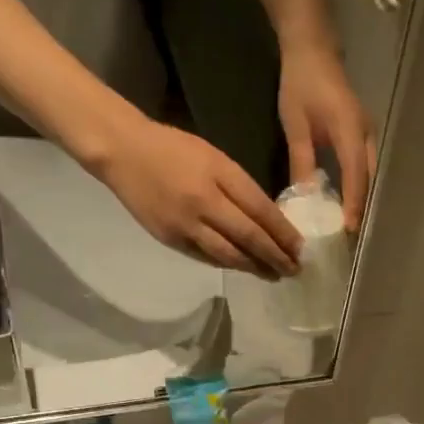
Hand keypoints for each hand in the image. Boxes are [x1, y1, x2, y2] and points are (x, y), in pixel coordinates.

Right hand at [96, 116, 302, 276]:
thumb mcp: (214, 157)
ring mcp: (185, 225)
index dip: (283, 233)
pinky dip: (227, 264)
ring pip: (228, 255)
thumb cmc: (173, 148)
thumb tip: (268, 219)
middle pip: (248, 238)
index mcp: (219, 176)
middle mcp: (204, 203)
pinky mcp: (170, 239)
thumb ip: (241, 187)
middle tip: (294, 270)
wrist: (123, 151)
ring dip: (254, 268)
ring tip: (273, 275)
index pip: (261, 211)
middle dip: (275, 257)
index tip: (301, 248)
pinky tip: (243, 268)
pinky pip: (206, 257)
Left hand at [278, 39, 374, 230]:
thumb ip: (302, 162)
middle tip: (349, 236)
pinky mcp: (362, 134)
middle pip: (368, 179)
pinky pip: (364, 166)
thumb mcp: (295, 125)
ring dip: (361, 198)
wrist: (312, 48)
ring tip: (348, 224)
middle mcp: (366, 135)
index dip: (354, 205)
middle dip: (361, 208)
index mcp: (349, 131)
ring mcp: (367, 133)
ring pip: (369, 174)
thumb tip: (306, 198)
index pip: (355, 176)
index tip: (350, 231)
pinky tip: (346, 201)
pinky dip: (358, 185)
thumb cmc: (301, 83)